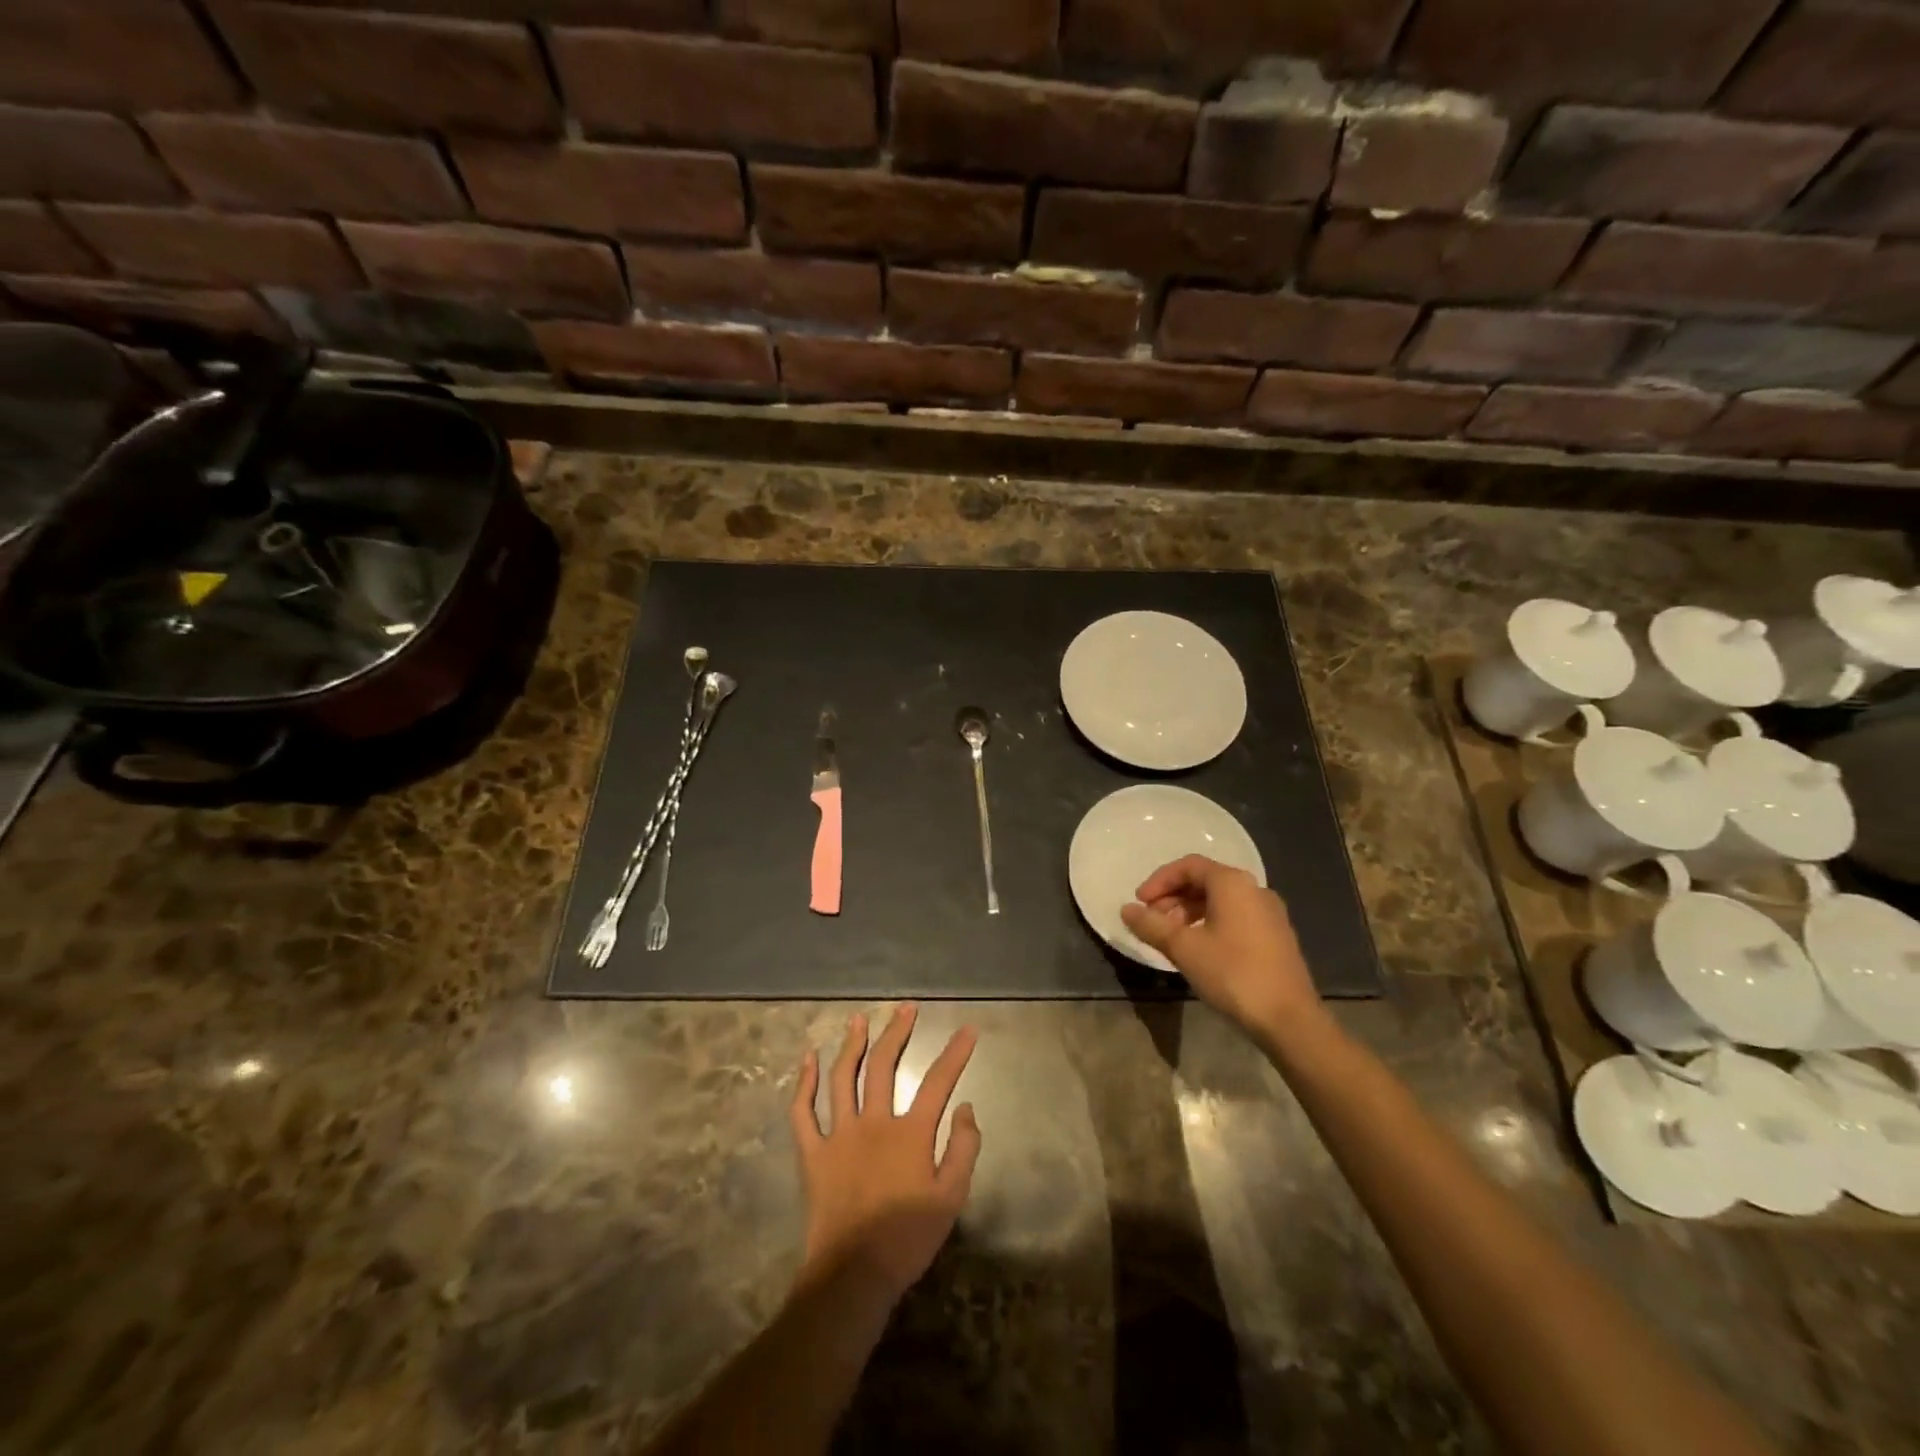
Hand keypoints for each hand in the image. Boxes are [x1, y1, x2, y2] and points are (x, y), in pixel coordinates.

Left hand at [789, 1005, 980, 1302]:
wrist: (853, 1275)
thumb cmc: (907, 1238)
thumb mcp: (952, 1198)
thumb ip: (963, 1148)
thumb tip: (965, 1106)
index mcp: (910, 1133)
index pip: (938, 1081)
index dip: (955, 1053)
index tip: (967, 1029)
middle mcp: (874, 1122)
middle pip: (883, 1065)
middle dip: (897, 1032)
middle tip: (906, 1009)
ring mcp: (839, 1134)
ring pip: (842, 1077)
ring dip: (851, 1044)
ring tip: (859, 1019)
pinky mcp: (812, 1152)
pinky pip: (803, 1110)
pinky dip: (803, 1082)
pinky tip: (807, 1059)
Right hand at [1121, 855, 1326, 1043]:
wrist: (1289, 1020)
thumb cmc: (1233, 974)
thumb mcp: (1184, 948)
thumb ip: (1151, 925)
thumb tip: (1126, 909)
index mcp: (1232, 883)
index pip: (1188, 866)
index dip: (1159, 881)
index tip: (1139, 903)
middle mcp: (1254, 889)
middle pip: (1205, 881)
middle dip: (1173, 898)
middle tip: (1151, 921)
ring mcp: (1269, 914)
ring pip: (1220, 901)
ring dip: (1190, 912)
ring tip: (1171, 938)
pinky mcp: (1276, 936)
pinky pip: (1235, 917)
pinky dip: (1210, 924)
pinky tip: (1199, 950)